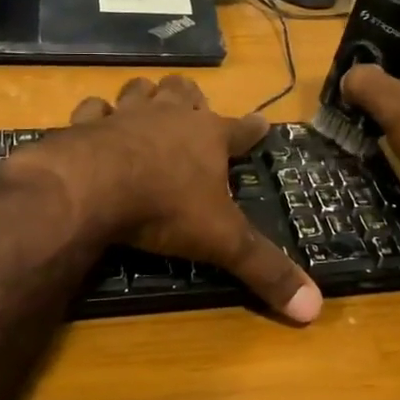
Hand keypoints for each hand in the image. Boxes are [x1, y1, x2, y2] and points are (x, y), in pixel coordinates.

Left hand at [17, 76, 322, 322]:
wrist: (92, 188)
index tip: (264, 123)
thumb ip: (266, 270)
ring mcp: (125, 115)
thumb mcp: (222, 242)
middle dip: (191, 97)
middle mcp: (169, 116)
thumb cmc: (166, 208)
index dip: (254, 128)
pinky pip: (92, 109)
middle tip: (193, 107)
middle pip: (185, 92)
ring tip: (148, 104)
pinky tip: (95, 122)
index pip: (242, 129)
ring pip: (140, 90)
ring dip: (146, 96)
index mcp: (209, 137)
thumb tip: (315, 309)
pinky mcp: (85, 124)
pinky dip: (95, 115)